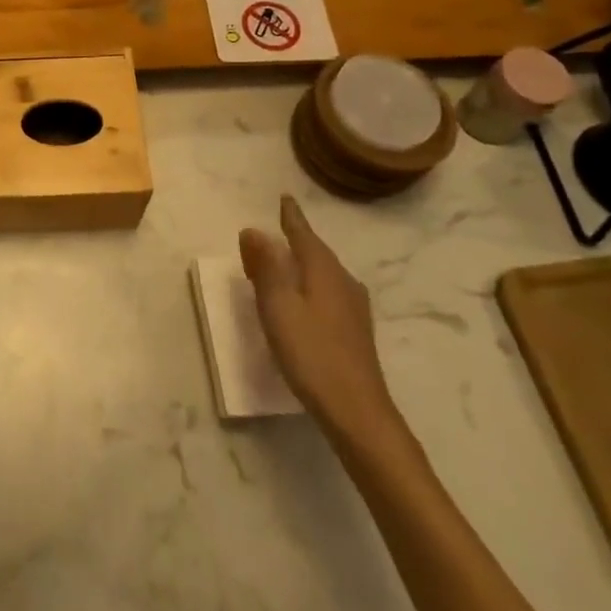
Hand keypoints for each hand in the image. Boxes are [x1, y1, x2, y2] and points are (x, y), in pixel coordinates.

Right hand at [240, 194, 398, 442]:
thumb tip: (253, 230)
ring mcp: (353, 308)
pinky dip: (311, 285)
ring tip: (285, 263)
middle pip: (316, 252)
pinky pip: (328, 291)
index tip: (285, 198)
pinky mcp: (355, 331)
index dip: (291, 217)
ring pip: (324, 273)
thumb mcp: (278, 306)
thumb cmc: (311, 353)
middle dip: (296, 240)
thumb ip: (266, 267)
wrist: (357, 412)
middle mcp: (343, 282)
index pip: (304, 234)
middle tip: (275, 231)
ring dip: (303, 264)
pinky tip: (306, 300)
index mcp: (323, 271)